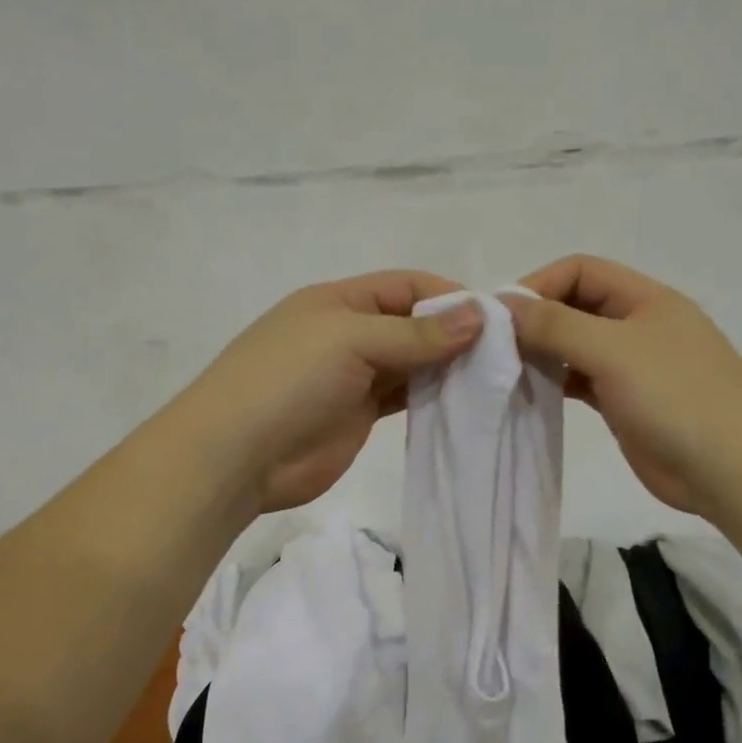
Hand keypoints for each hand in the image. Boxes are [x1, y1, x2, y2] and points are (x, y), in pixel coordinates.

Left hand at [174, 270, 483, 511]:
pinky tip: (464, 402)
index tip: (496, 320)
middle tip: (504, 355)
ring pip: (412, 364)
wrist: (237, 456)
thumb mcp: (351, 341)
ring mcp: (354, 378)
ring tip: (493, 380)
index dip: (449, 297)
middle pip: (412, 325)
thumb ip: (414, 334)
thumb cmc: (288, 381)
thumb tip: (478, 317)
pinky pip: (404, 399)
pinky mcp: (359, 417)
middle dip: (454, 335)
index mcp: (340, 302)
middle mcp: (349, 334)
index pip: (406, 286)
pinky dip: (432, 398)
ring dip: (447, 369)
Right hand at [504, 256, 741, 515]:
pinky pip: (582, 382)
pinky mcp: (626, 404)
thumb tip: (502, 305)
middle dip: (537, 321)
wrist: (731, 471)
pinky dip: (557, 383)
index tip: (501, 318)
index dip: (538, 286)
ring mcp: (634, 368)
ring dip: (544, 354)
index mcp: (646, 299)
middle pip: (576, 307)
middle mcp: (639, 326)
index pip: (581, 271)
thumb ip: (556, 326)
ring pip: (577, 347)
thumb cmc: (677, 398)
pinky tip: (533, 395)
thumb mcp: (613, 351)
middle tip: (496, 349)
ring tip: (507, 373)